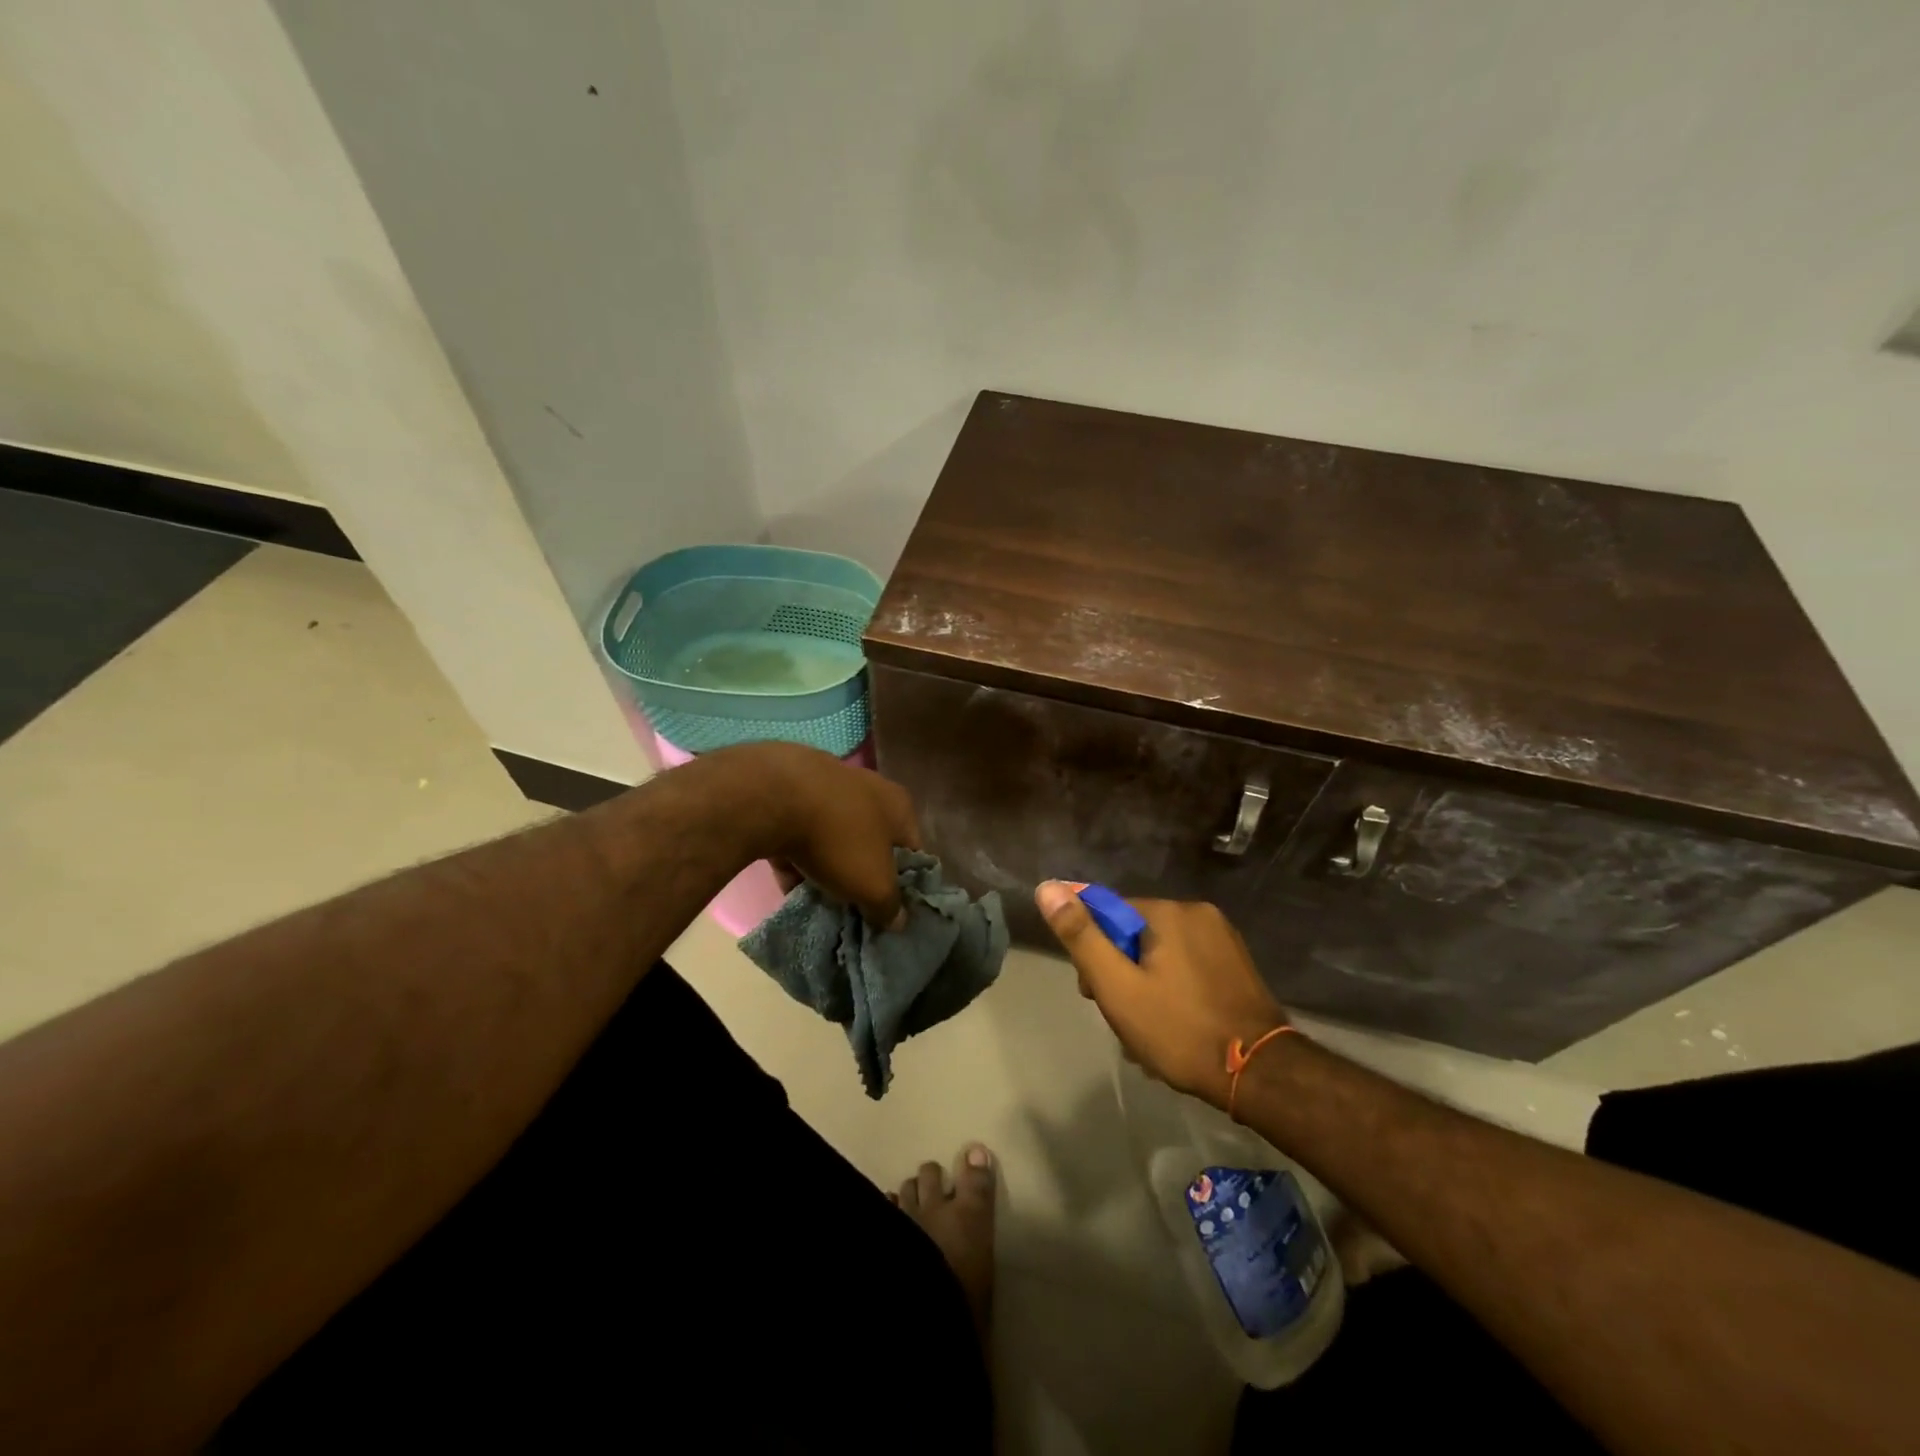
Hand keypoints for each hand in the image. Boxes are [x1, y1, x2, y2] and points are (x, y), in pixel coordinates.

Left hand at [718, 743, 919, 927]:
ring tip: (818, 902)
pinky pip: (799, 836)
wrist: (772, 797)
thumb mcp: (874, 885)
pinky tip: (788, 887)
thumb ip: (889, 907)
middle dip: (862, 878)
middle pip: (871, 845)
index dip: (905, 886)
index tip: (890, 913)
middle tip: (853, 910)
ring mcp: (827, 788)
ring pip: (834, 840)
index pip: (912, 852)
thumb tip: (897, 920)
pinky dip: (797, 860)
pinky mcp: (789, 794)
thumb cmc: (839, 839)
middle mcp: (868, 790)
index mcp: (899, 806)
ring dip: (828, 869)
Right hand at [1035, 885, 1287, 1106]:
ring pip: (1162, 955)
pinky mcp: (1238, 964)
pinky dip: (1174, 991)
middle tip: (1122, 1020)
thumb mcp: (1117, 987)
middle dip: (1122, 974)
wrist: (1261, 1075)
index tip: (1094, 993)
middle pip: (1136, 936)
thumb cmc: (1179, 1030)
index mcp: (1168, 912)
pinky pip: (1189, 967)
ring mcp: (1223, 939)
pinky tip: (1174, 1028)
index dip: (1095, 953)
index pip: (1110, 916)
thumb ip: (1081, 936)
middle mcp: (1198, 913)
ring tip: (1147, 1034)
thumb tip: (1047, 887)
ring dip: (1146, 987)